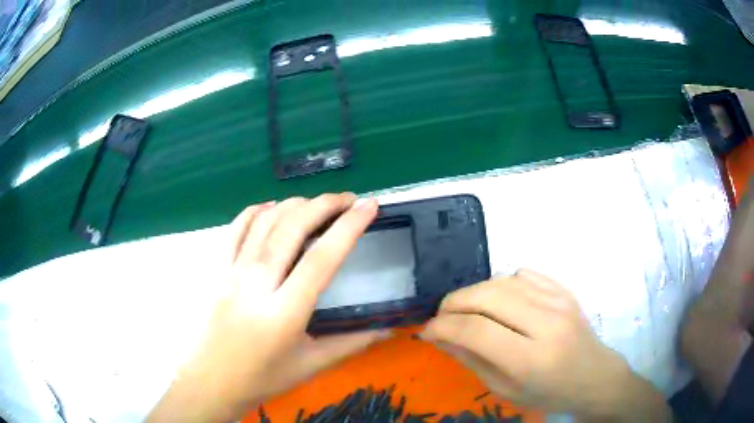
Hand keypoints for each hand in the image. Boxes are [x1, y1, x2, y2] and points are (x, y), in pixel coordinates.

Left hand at [148, 194, 388, 422]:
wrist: (211, 381)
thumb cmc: (262, 378)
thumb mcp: (311, 365)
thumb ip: (352, 343)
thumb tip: (387, 325)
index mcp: (284, 312)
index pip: (321, 259)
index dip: (348, 227)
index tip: (369, 206)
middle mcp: (256, 284)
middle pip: (291, 228)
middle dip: (324, 205)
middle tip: (349, 199)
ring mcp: (232, 273)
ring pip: (264, 221)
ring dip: (294, 203)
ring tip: (317, 203)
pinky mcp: (218, 270)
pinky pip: (236, 229)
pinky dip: (257, 210)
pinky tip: (273, 207)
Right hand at [421, 270, 669, 421]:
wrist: (594, 376)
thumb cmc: (549, 393)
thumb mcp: (505, 390)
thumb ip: (471, 361)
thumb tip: (440, 337)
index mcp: (531, 359)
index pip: (476, 331)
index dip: (443, 326)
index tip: (426, 331)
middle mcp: (546, 323)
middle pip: (487, 296)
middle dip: (453, 303)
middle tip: (442, 317)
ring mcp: (559, 301)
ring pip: (502, 280)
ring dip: (475, 292)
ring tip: (467, 310)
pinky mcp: (564, 290)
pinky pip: (523, 273)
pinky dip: (501, 284)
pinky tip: (499, 301)